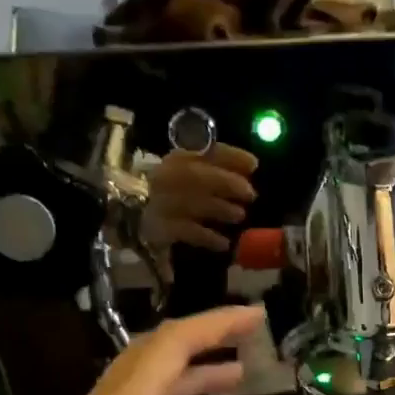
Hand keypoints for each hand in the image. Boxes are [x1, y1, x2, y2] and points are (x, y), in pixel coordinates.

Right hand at [139, 144, 257, 254]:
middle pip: (194, 175)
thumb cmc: (179, 196)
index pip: (203, 151)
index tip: (253, 165)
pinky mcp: (160, 229)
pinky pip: (187, 232)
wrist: (140, 220)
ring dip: (219, 208)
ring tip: (239, 215)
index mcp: (177, 158)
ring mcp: (160, 203)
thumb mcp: (198, 176)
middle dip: (226, 182)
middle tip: (250, 194)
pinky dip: (209, 237)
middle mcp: (164, 177)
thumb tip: (252, 165)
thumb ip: (222, 169)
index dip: (230, 156)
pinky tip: (224, 243)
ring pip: (190, 202)